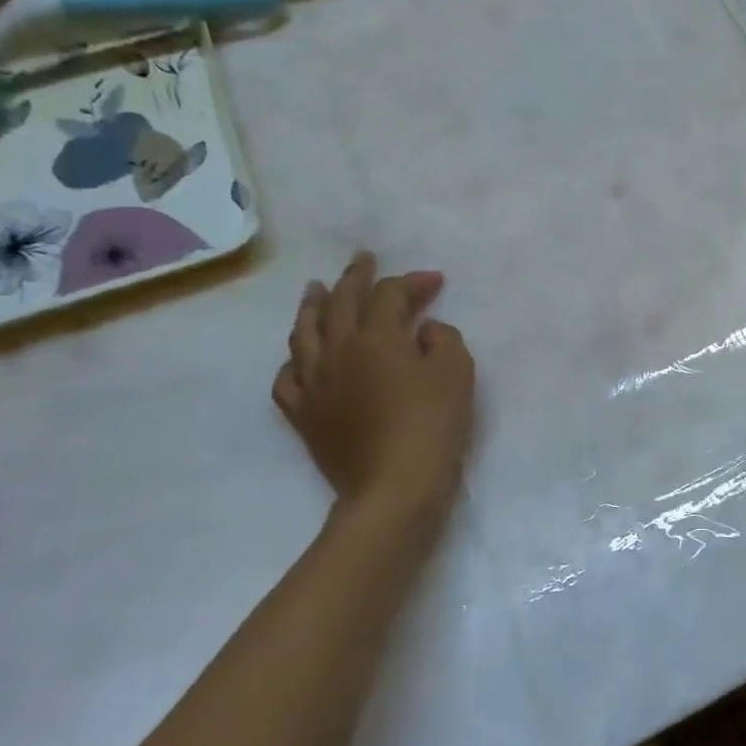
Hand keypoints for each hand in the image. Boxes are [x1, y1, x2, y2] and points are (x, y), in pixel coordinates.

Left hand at [273, 252, 474, 535]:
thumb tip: (424, 330)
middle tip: (362, 259)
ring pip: (304, 333)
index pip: (390, 295)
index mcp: (376, 336)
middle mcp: (337, 350)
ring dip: (312, 306)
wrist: (394, 486)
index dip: (412, 282)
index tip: (435, 281)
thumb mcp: (457, 371)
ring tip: (315, 289)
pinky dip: (295, 361)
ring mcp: (314, 383)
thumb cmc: (432, 423)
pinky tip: (302, 358)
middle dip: (355, 277)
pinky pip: (288, 378)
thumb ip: (443, 338)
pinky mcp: (304, 415)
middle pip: (340, 302)